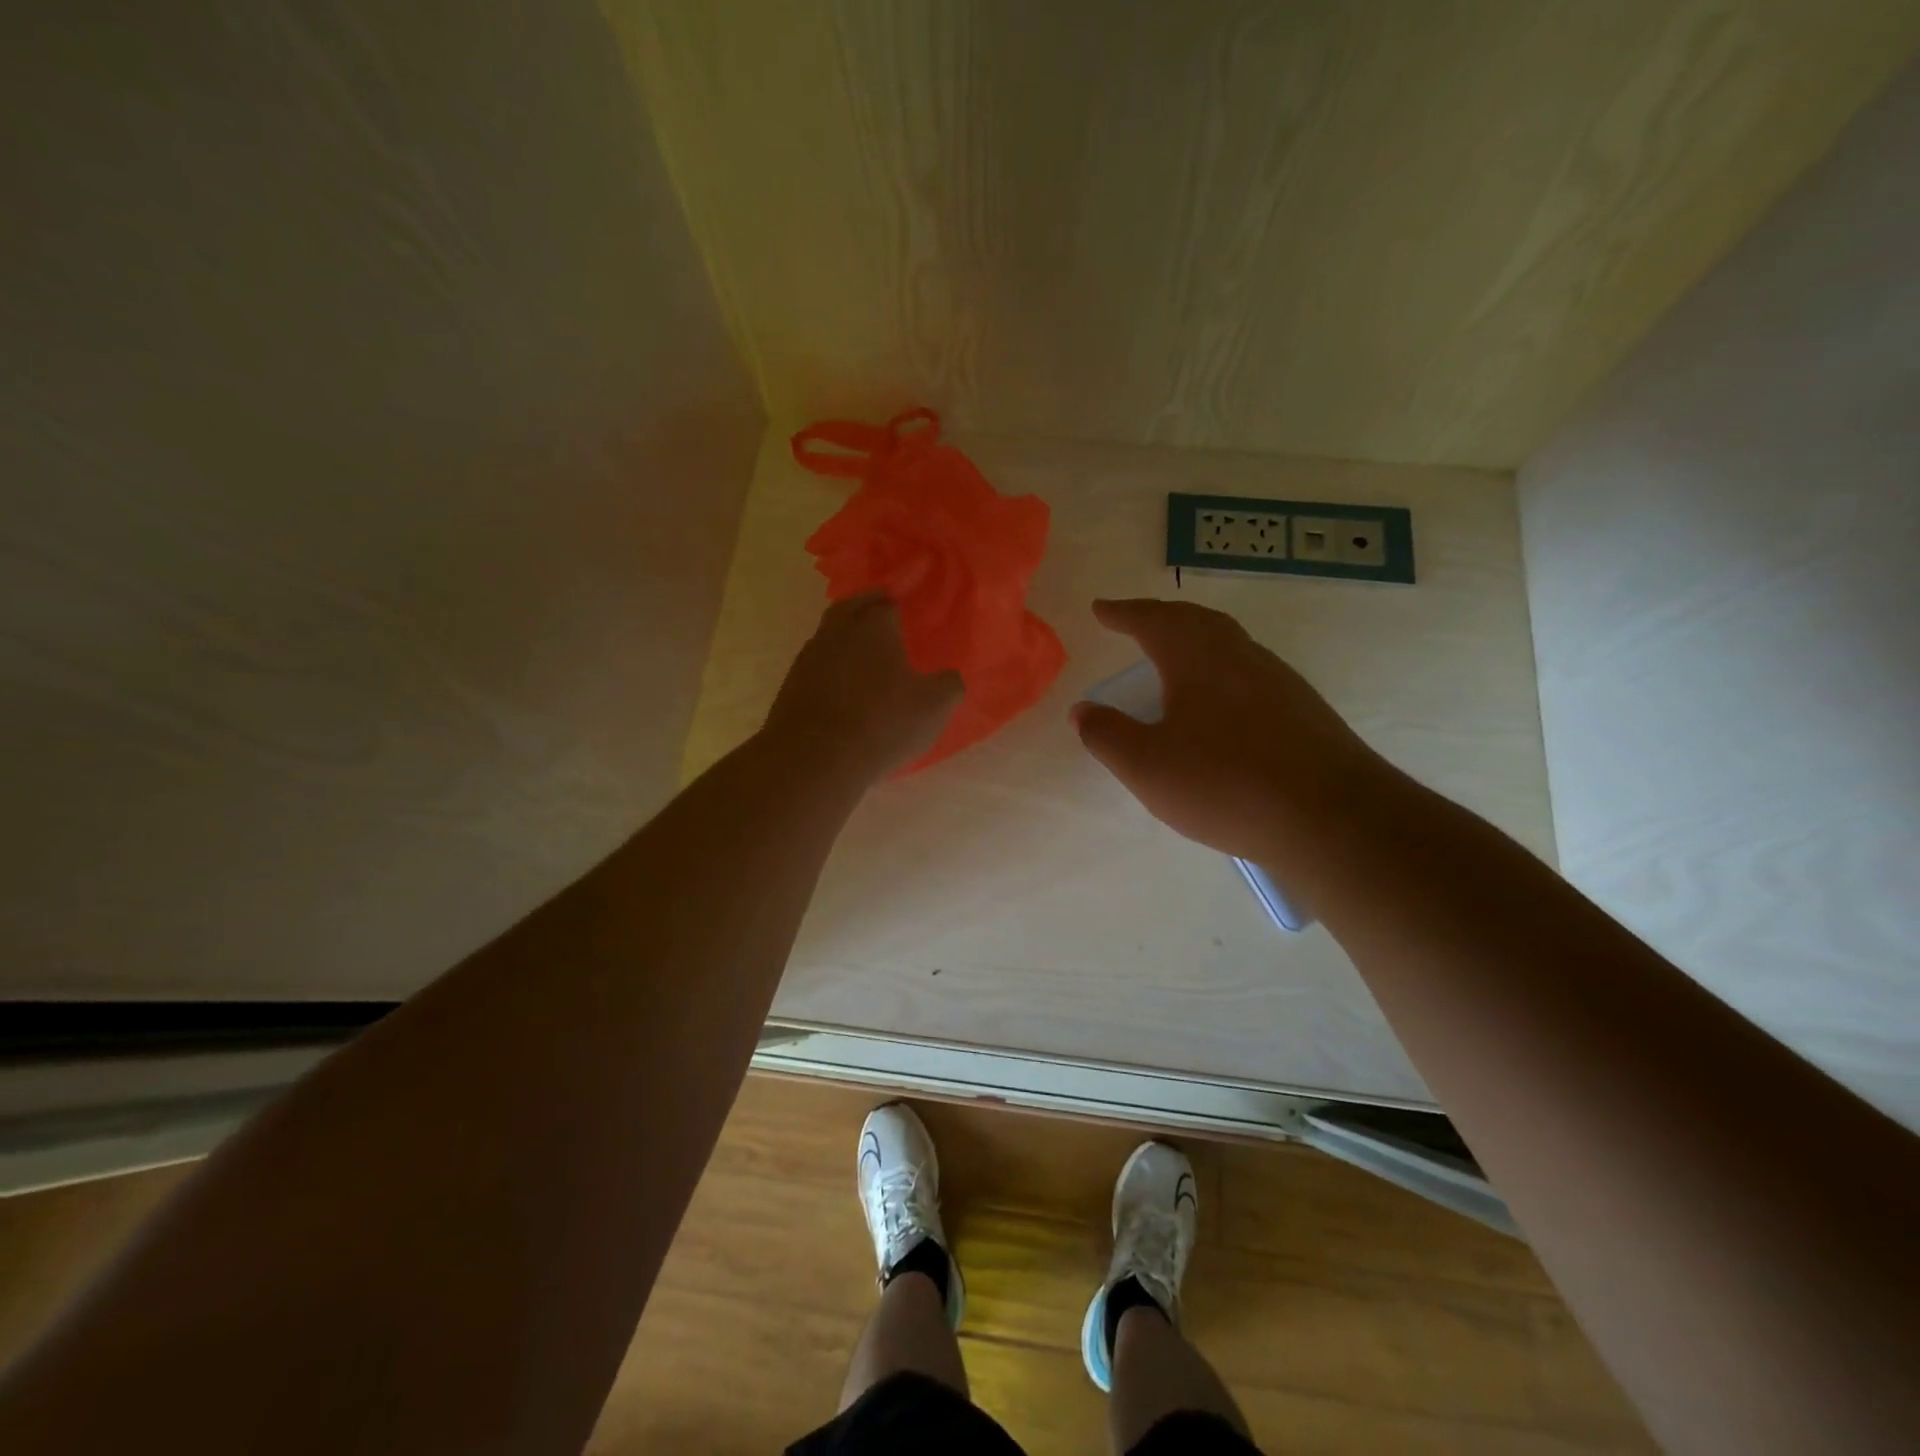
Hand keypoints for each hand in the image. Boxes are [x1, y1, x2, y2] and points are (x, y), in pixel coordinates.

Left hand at [763, 592, 962, 785]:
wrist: (815, 758)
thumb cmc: (883, 723)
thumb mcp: (934, 707)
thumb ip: (950, 685)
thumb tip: (950, 677)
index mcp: (874, 626)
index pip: (887, 603)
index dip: (898, 605)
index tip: (907, 611)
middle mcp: (837, 632)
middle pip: (851, 608)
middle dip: (866, 607)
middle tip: (881, 614)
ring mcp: (809, 657)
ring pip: (829, 635)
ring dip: (845, 638)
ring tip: (863, 652)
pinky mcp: (792, 685)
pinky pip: (816, 665)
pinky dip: (830, 667)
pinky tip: (841, 685)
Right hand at [1071, 599, 1385, 862]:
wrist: (1332, 817)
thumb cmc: (1225, 784)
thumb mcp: (1146, 766)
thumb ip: (1106, 735)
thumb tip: (1081, 711)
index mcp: (1197, 657)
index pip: (1153, 620)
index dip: (1123, 613)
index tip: (1101, 609)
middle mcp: (1240, 655)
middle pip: (1196, 621)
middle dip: (1161, 618)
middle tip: (1136, 622)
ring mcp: (1278, 680)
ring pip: (1228, 643)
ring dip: (1194, 641)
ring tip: (1172, 659)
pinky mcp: (1303, 709)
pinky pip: (1249, 672)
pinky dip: (1220, 670)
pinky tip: (1219, 703)